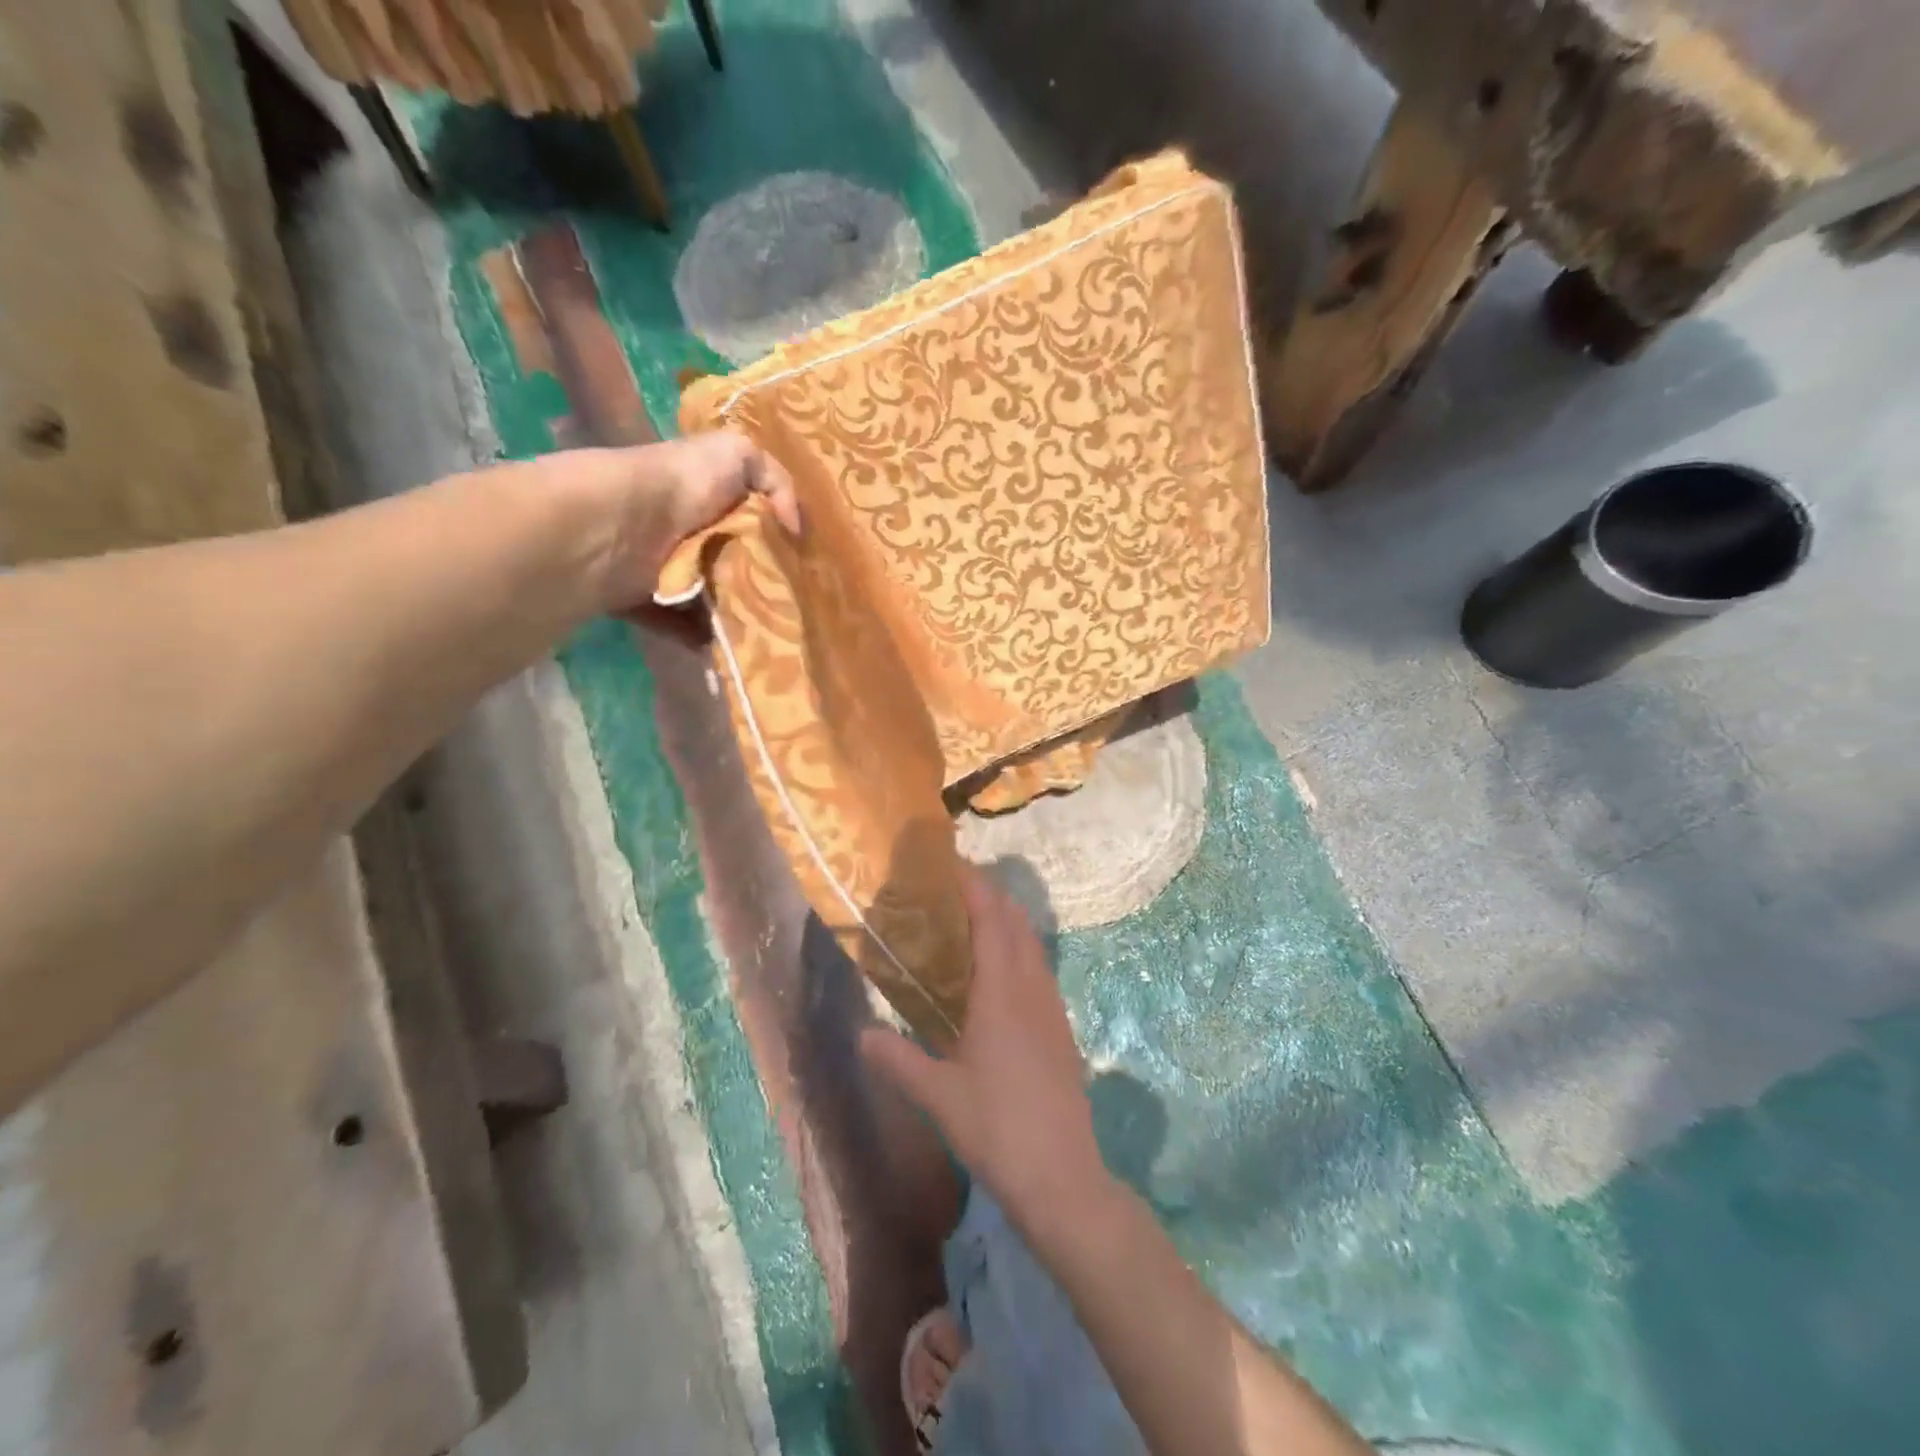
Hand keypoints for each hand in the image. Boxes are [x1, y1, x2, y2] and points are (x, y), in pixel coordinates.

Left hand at [526, 431, 799, 611]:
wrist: (626, 523)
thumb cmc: (685, 483)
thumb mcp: (740, 455)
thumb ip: (778, 481)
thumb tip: (795, 529)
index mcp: (706, 493)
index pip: (749, 516)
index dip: (777, 538)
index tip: (805, 565)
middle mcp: (685, 529)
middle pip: (733, 561)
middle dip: (760, 581)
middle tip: (791, 604)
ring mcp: (664, 567)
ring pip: (710, 595)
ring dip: (734, 613)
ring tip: (767, 630)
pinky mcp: (646, 601)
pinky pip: (681, 625)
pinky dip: (702, 636)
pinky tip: (730, 642)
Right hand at [862, 865, 1110, 1237]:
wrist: (1062, 1176)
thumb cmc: (996, 1128)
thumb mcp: (937, 1095)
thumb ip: (896, 1060)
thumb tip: (860, 1034)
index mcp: (1001, 992)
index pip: (990, 919)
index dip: (974, 887)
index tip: (952, 865)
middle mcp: (1031, 988)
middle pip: (1016, 923)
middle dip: (991, 896)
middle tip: (955, 889)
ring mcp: (1052, 1008)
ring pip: (1032, 946)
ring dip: (1008, 922)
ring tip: (976, 920)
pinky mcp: (1061, 1029)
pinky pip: (1040, 970)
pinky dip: (1020, 951)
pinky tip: (1001, 975)